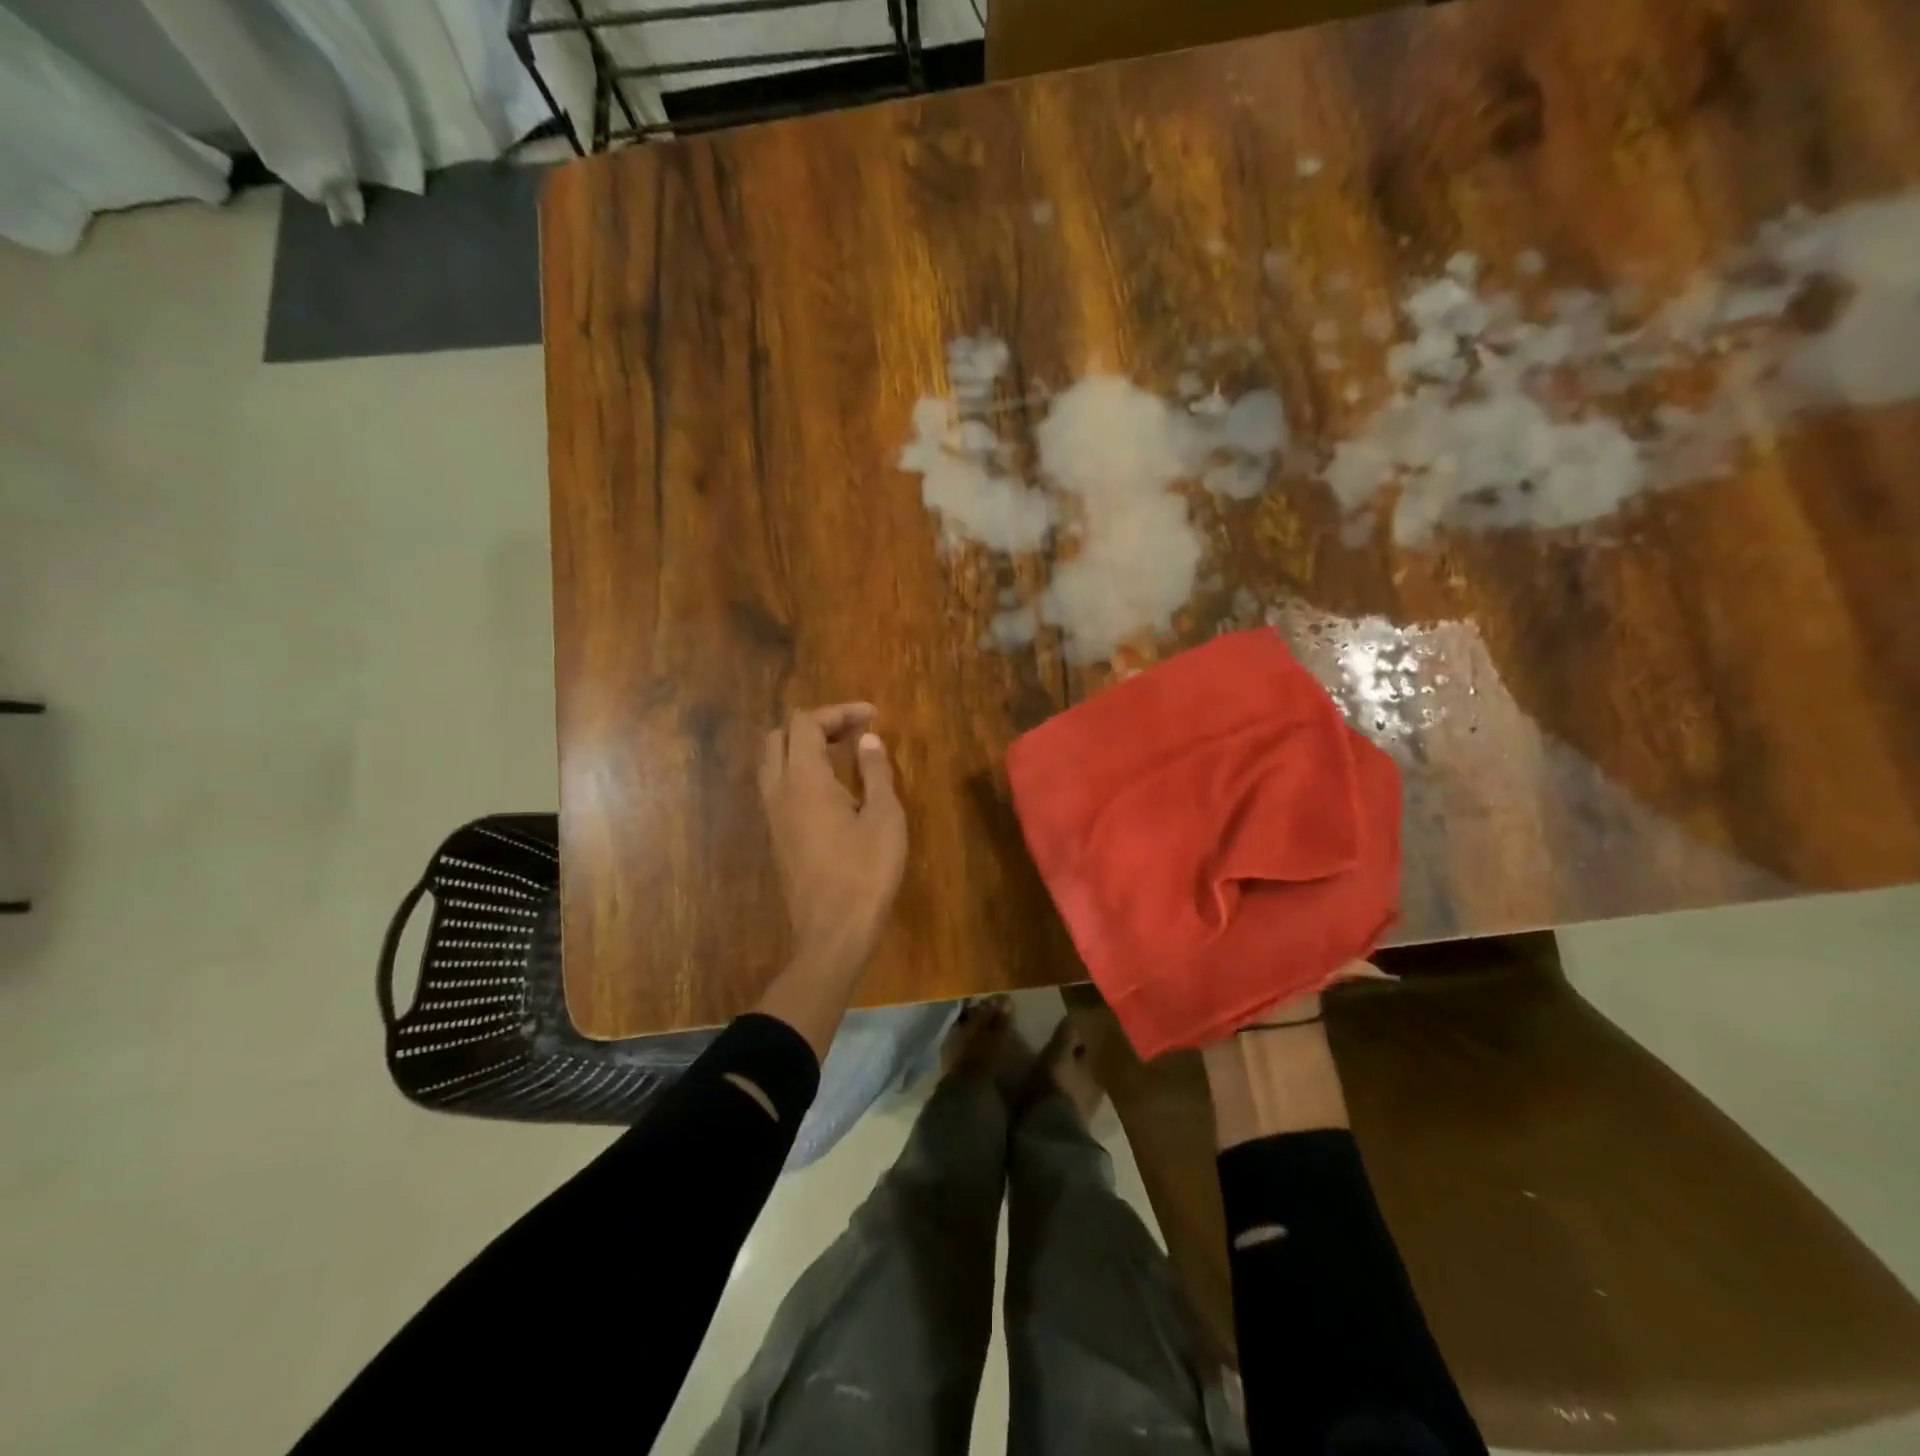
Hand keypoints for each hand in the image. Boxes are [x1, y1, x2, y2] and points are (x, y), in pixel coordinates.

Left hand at [759, 703, 906, 984]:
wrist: (833, 932)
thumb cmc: (866, 872)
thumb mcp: (885, 817)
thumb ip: (875, 772)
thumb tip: (868, 739)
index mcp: (804, 780)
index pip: (806, 723)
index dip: (838, 711)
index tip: (872, 716)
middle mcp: (779, 790)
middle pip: (780, 736)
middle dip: (816, 724)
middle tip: (853, 731)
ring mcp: (773, 815)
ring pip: (774, 762)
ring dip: (804, 747)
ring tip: (843, 754)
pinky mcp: (777, 835)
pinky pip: (778, 786)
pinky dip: (799, 771)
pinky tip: (832, 788)